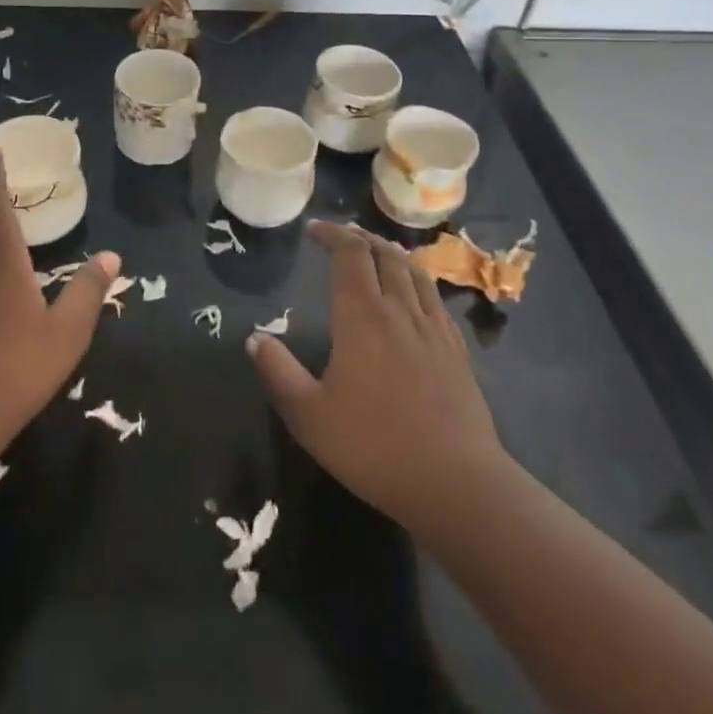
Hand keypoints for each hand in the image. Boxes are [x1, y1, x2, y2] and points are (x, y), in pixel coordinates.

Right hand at [248, 220, 507, 535]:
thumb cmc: (374, 447)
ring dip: (390, 252)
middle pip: (383, 253)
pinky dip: (416, 279)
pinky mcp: (456, 349)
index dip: (332, 234)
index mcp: (361, 316)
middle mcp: (399, 309)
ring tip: (375, 251)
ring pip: (413, 270)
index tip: (314, 230)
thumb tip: (255, 337)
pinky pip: (434, 296)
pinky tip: (412, 294)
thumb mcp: (309, 416)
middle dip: (359, 237)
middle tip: (340, 237)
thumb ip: (278, 372)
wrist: (455, 482)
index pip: (350, 253)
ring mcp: (433, 327)